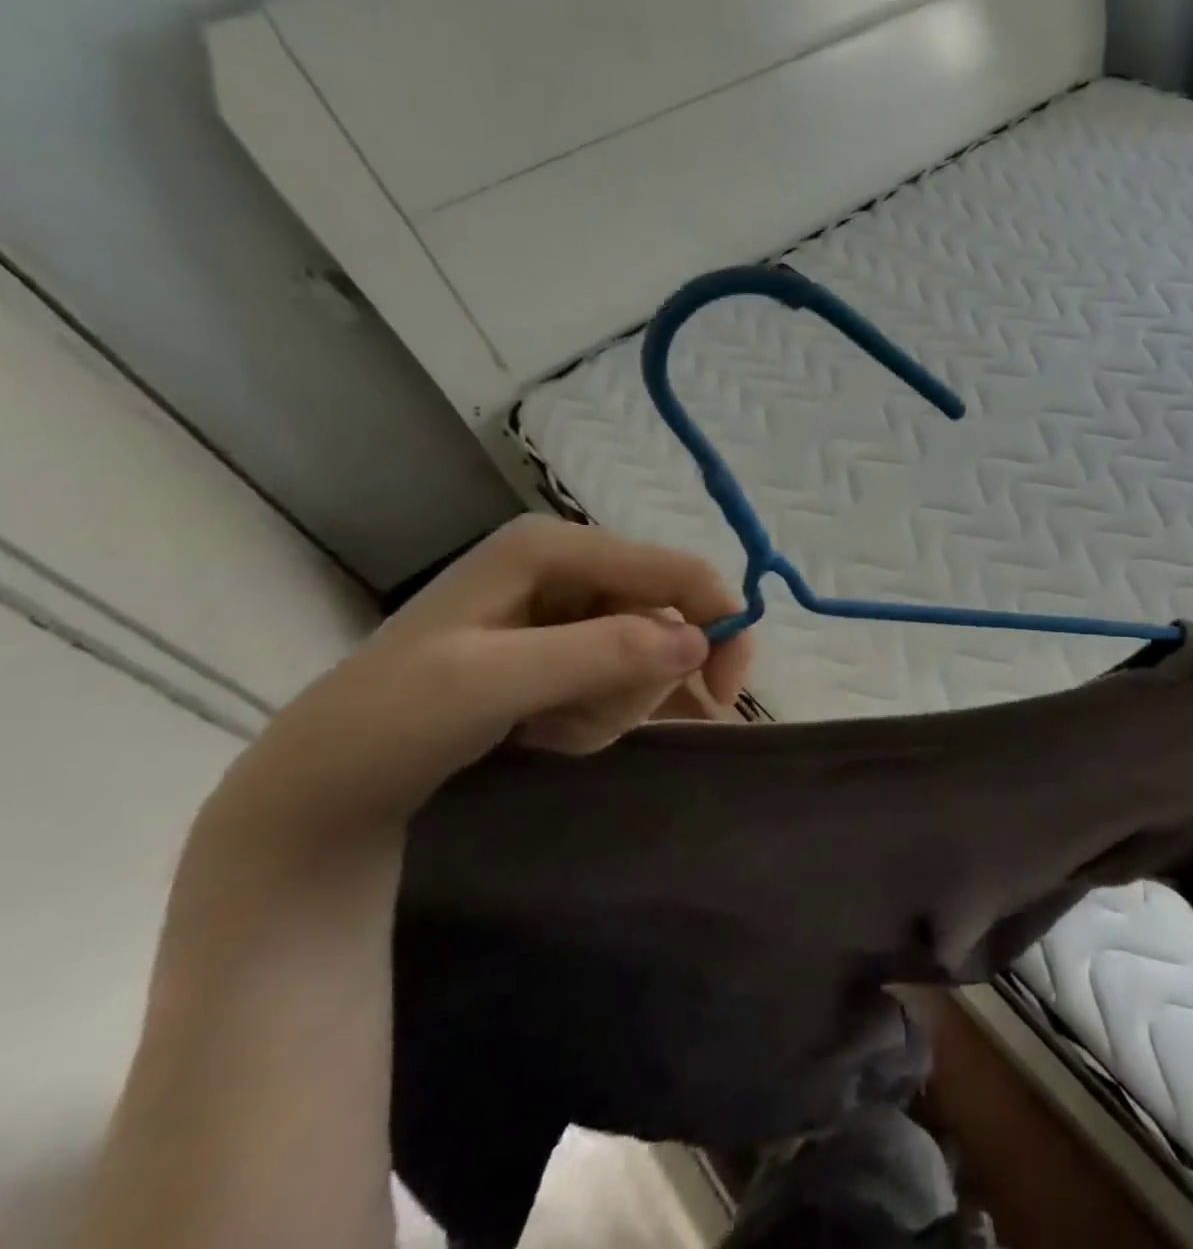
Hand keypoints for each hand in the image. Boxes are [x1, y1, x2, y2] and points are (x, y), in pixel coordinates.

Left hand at [213, 514, 751, 840]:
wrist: (329, 782)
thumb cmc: (395, 718)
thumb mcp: (493, 682)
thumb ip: (601, 653)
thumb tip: (700, 641)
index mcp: (553, 546)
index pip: (674, 568)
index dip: (717, 620)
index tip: (727, 692)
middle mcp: (570, 565)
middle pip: (666, 616)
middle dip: (639, 681)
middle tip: (580, 724)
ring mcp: (569, 606)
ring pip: (650, 654)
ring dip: (613, 705)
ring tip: (549, 729)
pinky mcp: (567, 645)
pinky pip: (625, 676)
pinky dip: (602, 713)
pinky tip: (551, 730)